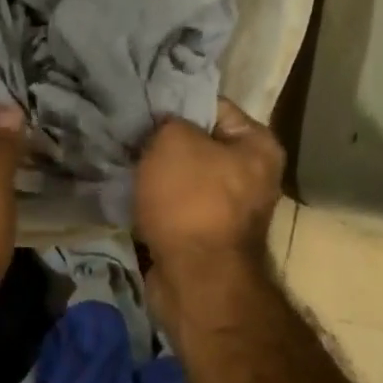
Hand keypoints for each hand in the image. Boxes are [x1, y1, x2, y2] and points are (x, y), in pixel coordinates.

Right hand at [135, 98, 283, 271]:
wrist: (195, 279)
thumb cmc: (191, 200)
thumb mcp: (174, 141)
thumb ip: (167, 122)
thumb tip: (161, 127)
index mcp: (258, 145)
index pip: (213, 106)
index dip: (175, 103)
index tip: (142, 105)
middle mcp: (252, 175)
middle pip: (198, 144)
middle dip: (162, 142)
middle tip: (128, 135)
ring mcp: (229, 210)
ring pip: (183, 178)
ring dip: (155, 174)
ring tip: (124, 163)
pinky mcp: (205, 236)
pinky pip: (175, 207)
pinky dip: (154, 202)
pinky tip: (128, 194)